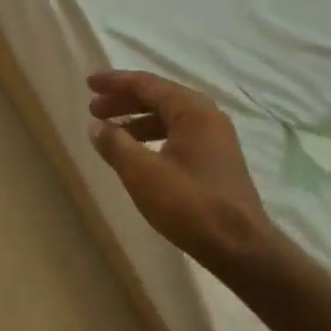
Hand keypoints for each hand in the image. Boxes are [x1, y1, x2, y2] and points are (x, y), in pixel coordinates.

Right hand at [87, 70, 275, 272]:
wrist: (241, 248)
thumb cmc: (190, 205)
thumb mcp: (143, 173)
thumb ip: (116, 144)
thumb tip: (96, 125)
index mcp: (192, 109)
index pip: (146, 84)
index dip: (115, 82)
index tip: (89, 83)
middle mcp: (207, 115)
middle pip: (158, 97)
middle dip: (124, 101)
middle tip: (94, 108)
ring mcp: (215, 138)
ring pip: (168, 117)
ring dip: (137, 120)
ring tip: (110, 131)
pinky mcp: (216, 159)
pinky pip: (178, 134)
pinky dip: (153, 136)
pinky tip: (138, 153)